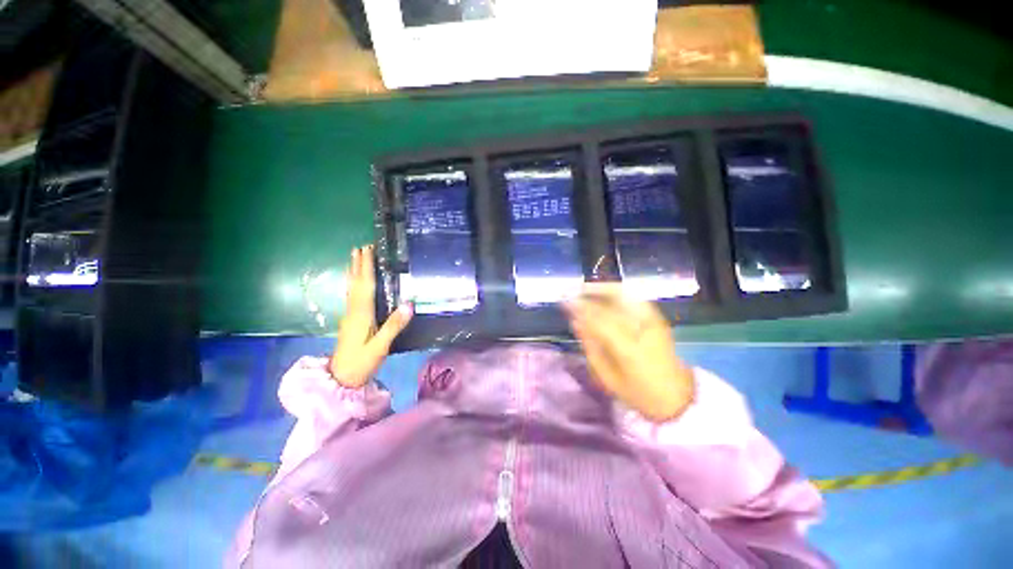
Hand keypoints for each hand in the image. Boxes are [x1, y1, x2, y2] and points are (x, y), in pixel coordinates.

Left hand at [329, 245, 412, 387]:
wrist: (340, 380)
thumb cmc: (361, 363)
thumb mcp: (380, 346)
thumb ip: (394, 325)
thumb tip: (409, 304)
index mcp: (361, 314)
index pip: (364, 285)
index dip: (366, 266)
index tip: (368, 249)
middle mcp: (353, 311)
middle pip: (355, 283)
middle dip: (358, 264)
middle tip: (361, 247)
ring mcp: (350, 317)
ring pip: (351, 289)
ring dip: (354, 272)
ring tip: (355, 258)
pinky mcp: (350, 322)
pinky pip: (352, 296)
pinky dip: (353, 284)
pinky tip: (354, 284)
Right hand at [564, 283, 693, 422]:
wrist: (677, 396)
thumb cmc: (638, 392)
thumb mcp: (607, 377)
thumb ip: (590, 347)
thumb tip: (575, 322)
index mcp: (628, 350)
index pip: (599, 320)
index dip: (580, 308)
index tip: (564, 301)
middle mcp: (642, 330)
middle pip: (610, 305)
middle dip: (588, 295)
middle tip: (571, 291)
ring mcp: (653, 322)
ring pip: (624, 296)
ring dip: (602, 288)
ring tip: (584, 288)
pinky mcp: (658, 319)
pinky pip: (634, 298)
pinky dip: (617, 292)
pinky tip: (604, 292)